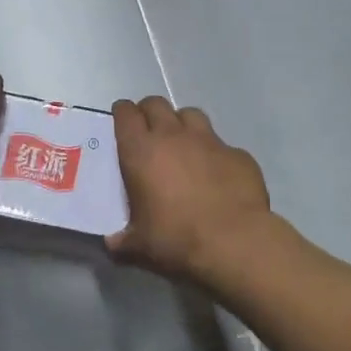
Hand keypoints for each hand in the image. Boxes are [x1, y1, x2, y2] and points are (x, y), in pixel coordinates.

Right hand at [107, 96, 280, 285]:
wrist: (235, 241)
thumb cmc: (177, 238)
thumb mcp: (140, 245)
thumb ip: (122, 240)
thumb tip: (112, 242)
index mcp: (142, 151)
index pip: (126, 114)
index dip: (122, 113)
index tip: (121, 121)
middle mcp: (174, 136)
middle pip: (156, 104)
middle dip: (149, 112)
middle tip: (148, 131)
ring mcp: (209, 141)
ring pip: (190, 114)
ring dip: (182, 124)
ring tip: (182, 144)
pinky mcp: (238, 153)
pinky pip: (222, 144)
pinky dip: (214, 153)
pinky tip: (217, 174)